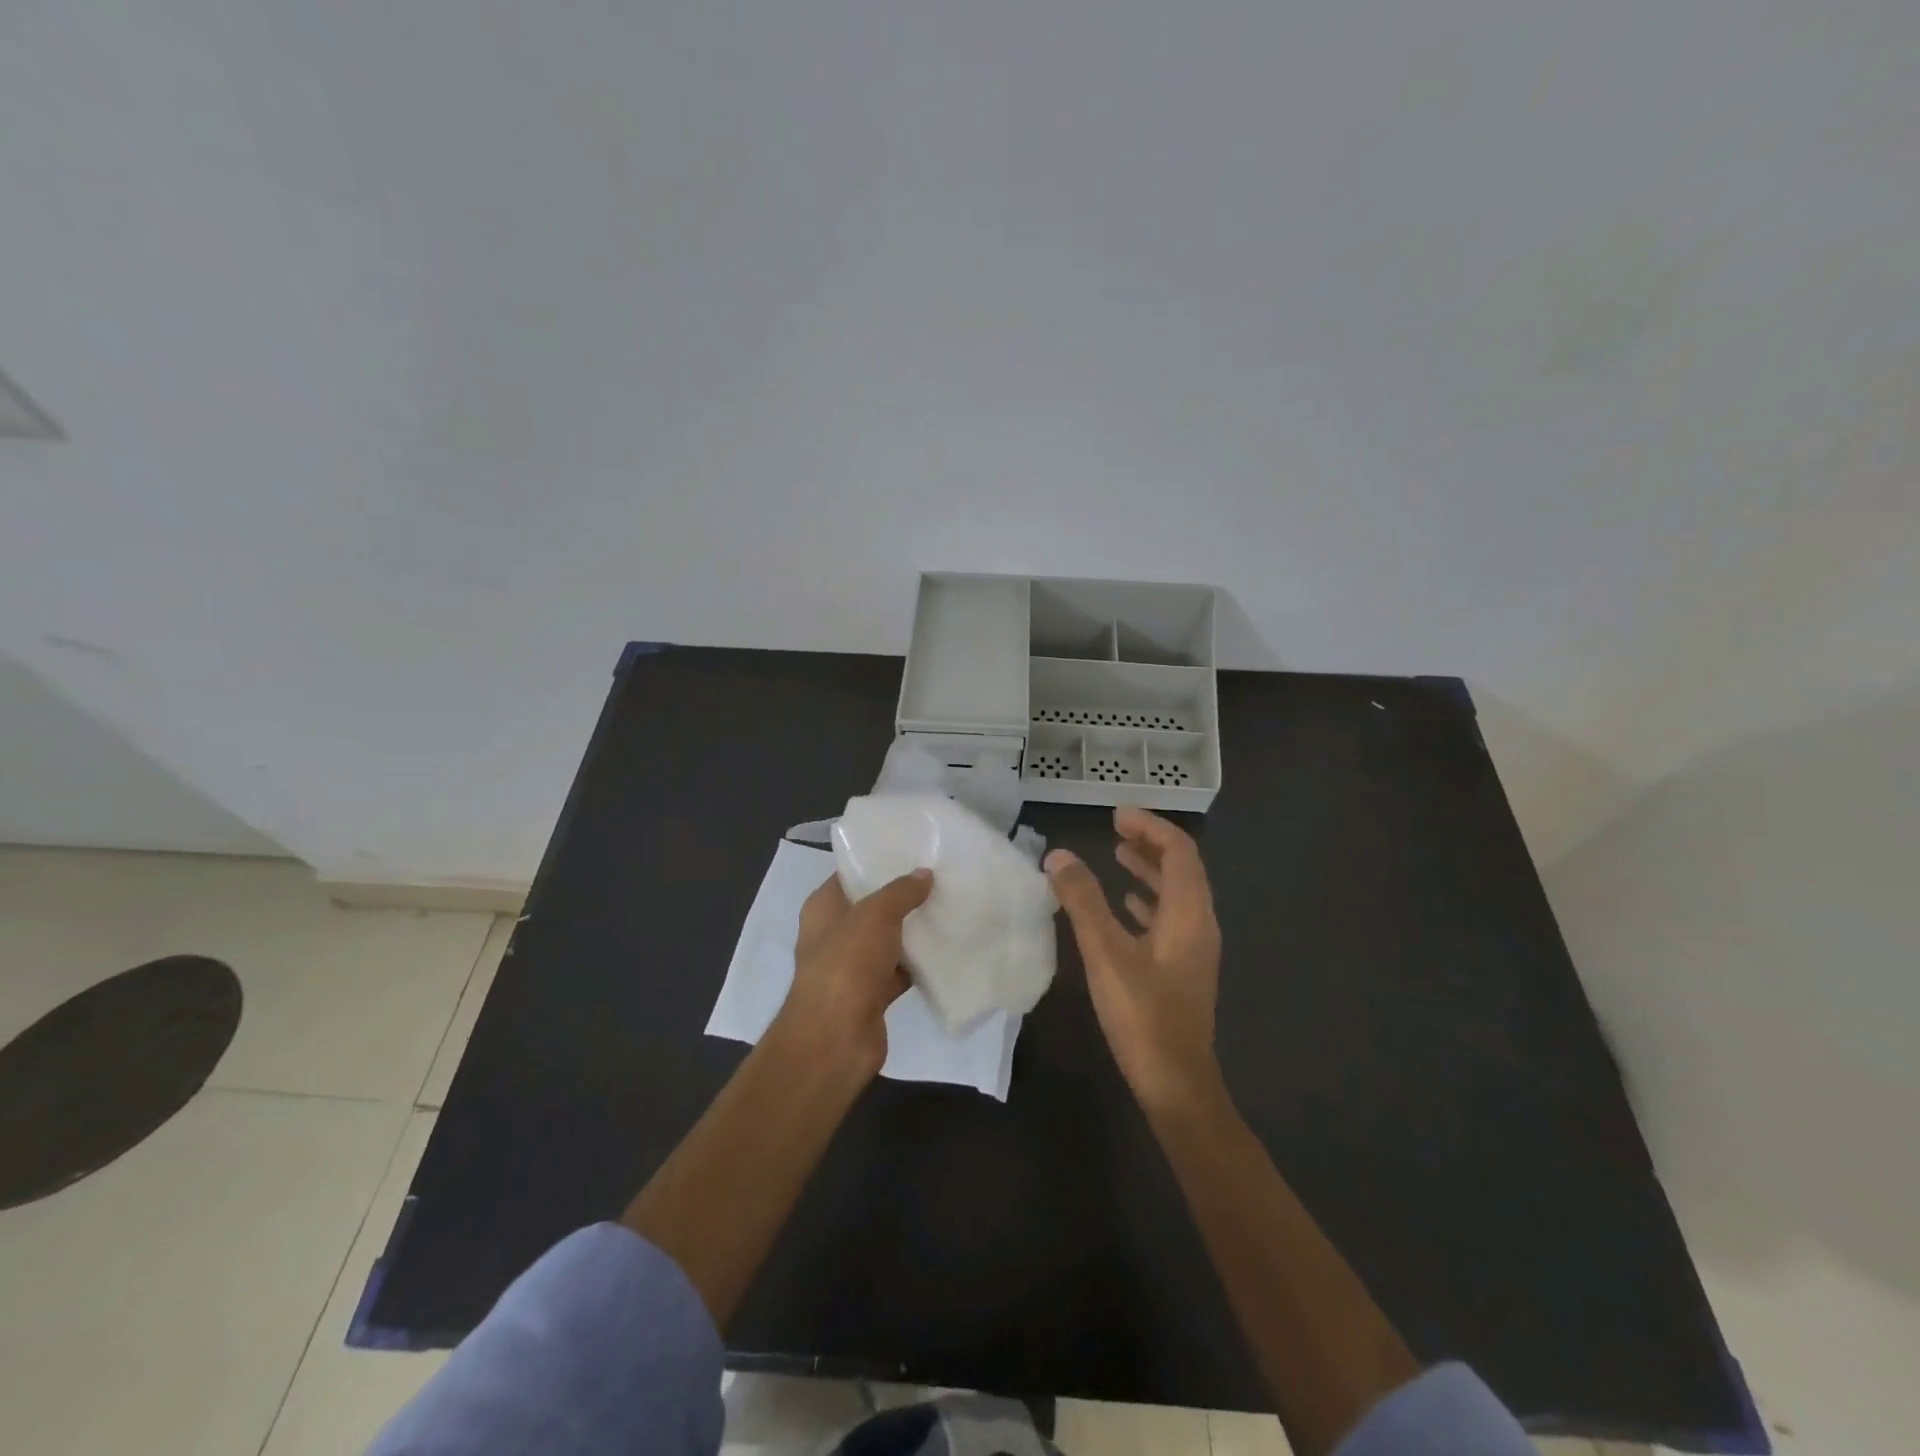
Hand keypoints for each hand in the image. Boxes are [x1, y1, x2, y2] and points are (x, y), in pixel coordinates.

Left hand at [776, 868, 932, 1079]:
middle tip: (940, 876)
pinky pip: (899, 970)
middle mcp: (834, 933)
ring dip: (913, 930)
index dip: (878, 861)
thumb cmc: (847, 964)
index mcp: (823, 908)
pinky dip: (918, 963)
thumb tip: (924, 874)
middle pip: (872, 906)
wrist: (836, 1037)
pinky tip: (946, 948)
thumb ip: (900, 892)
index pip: (850, 874)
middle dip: (902, 895)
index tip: (913, 850)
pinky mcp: (871, 993)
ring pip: (888, 939)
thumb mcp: (875, 915)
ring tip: (949, 906)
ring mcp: (852, 966)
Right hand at [1046, 806, 1222, 1111]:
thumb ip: (1082, 901)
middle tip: (1115, 828)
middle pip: (1182, 868)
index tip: (1116, 815)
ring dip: (1150, 870)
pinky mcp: (1184, 969)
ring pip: (1177, 894)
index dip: (1150, 826)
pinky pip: (1170, 918)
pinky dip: (1148, 900)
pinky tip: (1124, 906)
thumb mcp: (1105, 953)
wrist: (1177, 1083)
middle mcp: (1200, 924)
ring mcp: (1195, 948)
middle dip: (1150, 842)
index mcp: (1189, 913)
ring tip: (1117, 855)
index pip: (1179, 850)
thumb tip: (1058, 856)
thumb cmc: (1143, 1014)